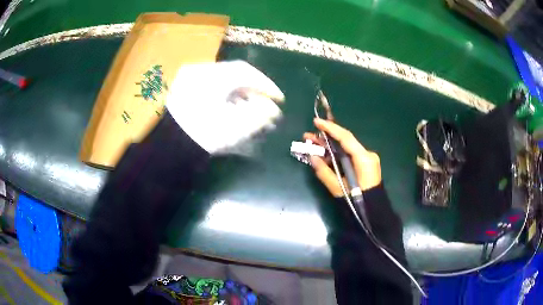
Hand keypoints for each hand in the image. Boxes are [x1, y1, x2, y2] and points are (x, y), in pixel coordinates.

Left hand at [166, 61, 284, 153]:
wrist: (169, 148)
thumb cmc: (203, 135)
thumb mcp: (235, 126)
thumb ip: (259, 114)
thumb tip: (272, 108)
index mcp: (213, 77)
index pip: (246, 73)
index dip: (266, 85)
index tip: (279, 99)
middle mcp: (201, 71)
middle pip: (234, 75)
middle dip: (253, 90)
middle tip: (266, 104)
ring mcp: (190, 78)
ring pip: (223, 80)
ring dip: (239, 93)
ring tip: (251, 109)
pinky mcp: (184, 88)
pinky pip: (211, 86)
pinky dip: (225, 95)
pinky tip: (232, 107)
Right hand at [304, 118, 380, 196]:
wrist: (374, 212)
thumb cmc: (357, 201)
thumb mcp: (338, 189)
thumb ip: (324, 171)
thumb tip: (311, 156)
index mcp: (363, 158)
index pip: (345, 138)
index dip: (330, 128)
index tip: (316, 122)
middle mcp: (367, 155)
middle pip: (344, 141)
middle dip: (326, 138)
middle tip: (308, 136)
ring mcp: (367, 159)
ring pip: (346, 148)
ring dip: (330, 147)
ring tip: (312, 144)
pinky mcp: (365, 164)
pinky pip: (349, 155)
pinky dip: (337, 154)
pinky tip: (324, 155)